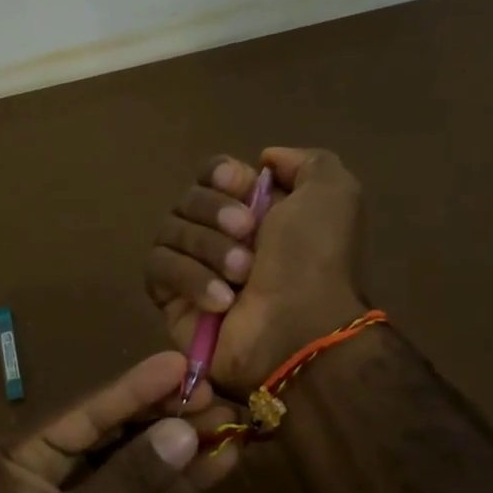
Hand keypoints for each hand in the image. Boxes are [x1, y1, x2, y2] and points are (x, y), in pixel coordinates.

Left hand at [0, 351, 240, 492]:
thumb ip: (130, 479)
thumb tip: (184, 429)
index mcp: (20, 458)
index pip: (86, 412)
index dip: (133, 388)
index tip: (179, 365)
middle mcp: (52, 473)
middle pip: (115, 433)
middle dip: (164, 415)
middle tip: (215, 394)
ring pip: (138, 464)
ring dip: (181, 446)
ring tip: (230, 423)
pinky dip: (182, 484)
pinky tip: (220, 464)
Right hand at [146, 147, 367, 391]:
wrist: (299, 332)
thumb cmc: (316, 261)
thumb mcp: (334, 194)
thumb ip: (306, 162)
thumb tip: (264, 161)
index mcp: (259, 210)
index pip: (214, 173)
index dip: (220, 174)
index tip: (238, 183)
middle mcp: (223, 235)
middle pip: (188, 197)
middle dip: (215, 212)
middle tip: (248, 234)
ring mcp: (194, 267)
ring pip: (170, 230)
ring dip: (208, 248)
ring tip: (243, 275)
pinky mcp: (170, 298)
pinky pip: (158, 266)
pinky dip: (189, 278)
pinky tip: (221, 301)